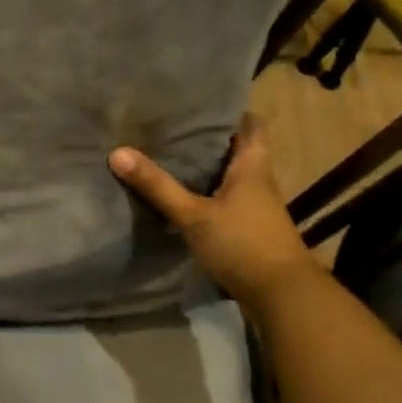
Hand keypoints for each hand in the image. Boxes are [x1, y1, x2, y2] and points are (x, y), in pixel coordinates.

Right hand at [110, 115, 317, 302]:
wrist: (283, 298)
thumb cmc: (243, 244)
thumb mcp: (193, 215)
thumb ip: (157, 186)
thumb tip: (118, 152)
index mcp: (253, 168)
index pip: (253, 127)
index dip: (233, 113)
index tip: (203, 104)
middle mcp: (259, 183)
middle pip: (239, 151)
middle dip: (211, 140)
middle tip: (174, 128)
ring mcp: (257, 210)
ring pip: (232, 177)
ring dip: (209, 169)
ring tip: (172, 158)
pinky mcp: (251, 232)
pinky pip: (227, 202)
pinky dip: (208, 195)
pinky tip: (184, 199)